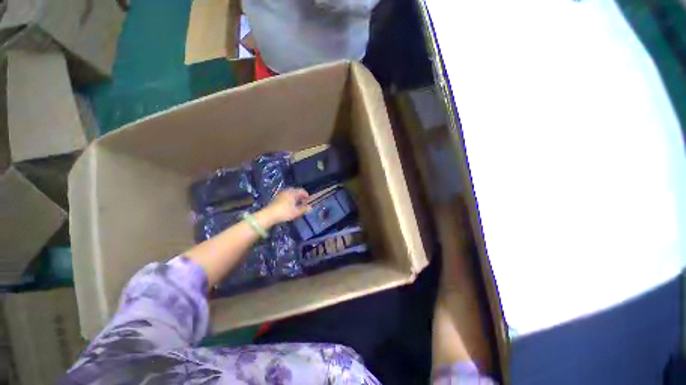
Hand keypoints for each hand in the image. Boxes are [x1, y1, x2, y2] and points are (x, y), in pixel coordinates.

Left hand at [262, 189, 311, 224]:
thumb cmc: (284, 212)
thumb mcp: (296, 212)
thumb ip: (304, 209)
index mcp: (293, 192)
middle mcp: (287, 191)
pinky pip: (285, 195)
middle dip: (300, 196)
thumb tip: (310, 207)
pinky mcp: (276, 197)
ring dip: (294, 197)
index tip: (308, 200)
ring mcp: (281, 193)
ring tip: (296, 204)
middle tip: (302, 202)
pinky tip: (289, 205)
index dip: (306, 195)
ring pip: (290, 193)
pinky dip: (289, 198)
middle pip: (296, 191)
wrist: (269, 215)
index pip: (302, 191)